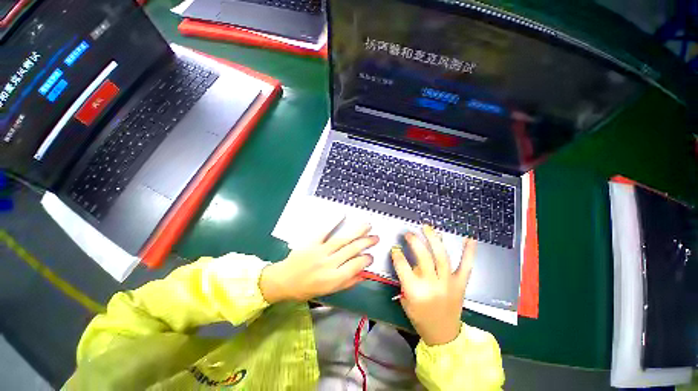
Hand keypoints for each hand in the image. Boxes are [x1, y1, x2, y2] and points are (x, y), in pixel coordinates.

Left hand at [260, 222, 377, 302]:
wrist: (283, 281)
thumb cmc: (306, 289)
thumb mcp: (328, 291)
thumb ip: (347, 282)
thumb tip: (364, 274)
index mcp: (333, 278)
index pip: (356, 266)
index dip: (366, 260)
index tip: (371, 255)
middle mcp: (329, 264)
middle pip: (351, 250)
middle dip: (366, 242)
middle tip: (376, 237)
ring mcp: (320, 251)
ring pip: (342, 240)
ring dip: (356, 232)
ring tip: (367, 225)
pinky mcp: (311, 242)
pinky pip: (323, 231)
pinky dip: (333, 222)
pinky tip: (342, 215)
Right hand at [391, 225, 475, 345]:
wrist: (444, 334)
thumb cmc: (420, 317)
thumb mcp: (406, 299)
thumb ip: (405, 279)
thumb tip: (408, 258)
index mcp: (415, 291)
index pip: (403, 266)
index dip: (397, 254)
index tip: (395, 247)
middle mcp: (432, 285)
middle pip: (423, 257)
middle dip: (414, 242)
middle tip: (409, 233)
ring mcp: (449, 283)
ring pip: (441, 257)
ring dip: (434, 239)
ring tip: (427, 227)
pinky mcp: (461, 284)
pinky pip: (466, 266)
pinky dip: (469, 252)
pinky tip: (469, 238)